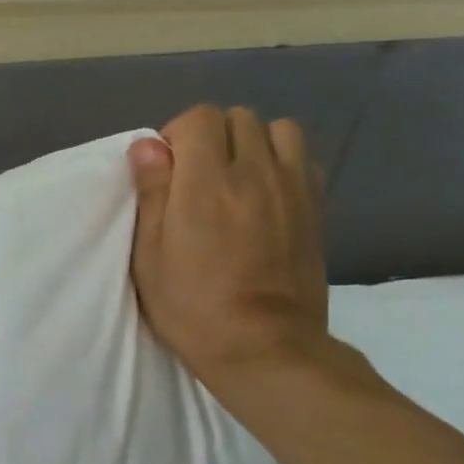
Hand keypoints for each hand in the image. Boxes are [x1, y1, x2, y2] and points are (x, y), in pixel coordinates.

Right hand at [128, 105, 329, 390]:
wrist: (263, 345)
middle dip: (211, 137)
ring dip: (251, 143)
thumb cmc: (192, 306)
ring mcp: (292, 186)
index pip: (199, 118)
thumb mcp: (150, 257)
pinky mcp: (315, 206)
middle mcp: (255, 172)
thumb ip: (152, 194)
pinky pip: (301, 158)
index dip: (176, 136)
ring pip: (277, 130)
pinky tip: (264, 194)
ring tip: (234, 179)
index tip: (165, 171)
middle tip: (194, 178)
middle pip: (238, 118)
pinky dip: (280, 161)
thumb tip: (147, 145)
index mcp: (207, 183)